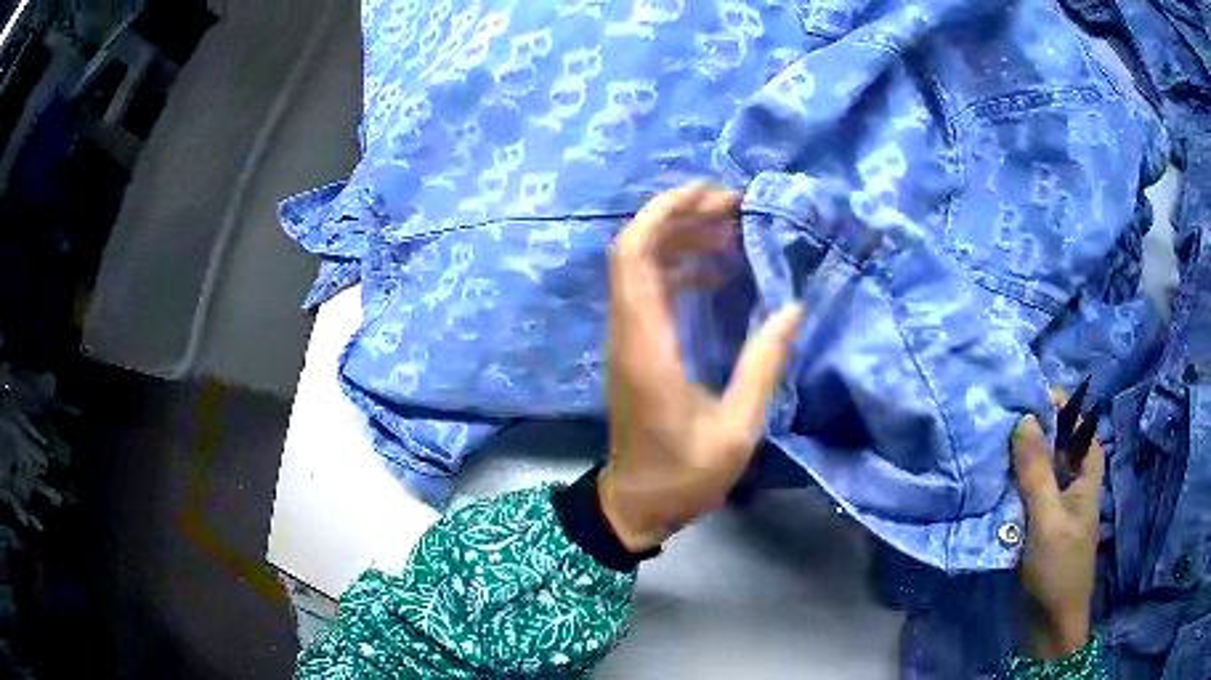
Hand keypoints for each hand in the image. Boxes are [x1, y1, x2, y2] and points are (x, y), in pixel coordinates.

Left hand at [599, 183, 805, 552]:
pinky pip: (653, 291)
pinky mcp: (638, 348)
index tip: (709, 196)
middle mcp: (629, 332)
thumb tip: (792, 308)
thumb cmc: (683, 476)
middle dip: (681, 217)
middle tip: (734, 208)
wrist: (636, 504)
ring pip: (644, 267)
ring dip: (683, 240)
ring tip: (734, 231)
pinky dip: (683, 269)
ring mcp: (629, 338)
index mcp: (646, 347)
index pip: (633, 257)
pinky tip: (720, 271)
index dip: (663, 214)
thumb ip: (763, 367)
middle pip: (636, 250)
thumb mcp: (736, 431)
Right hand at [1012, 400, 1104, 659]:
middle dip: (1031, 428)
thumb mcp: (1049, 521)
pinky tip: (988, 480)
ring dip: (1016, 458)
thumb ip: (1038, 473)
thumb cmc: (1059, 570)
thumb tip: (1023, 420)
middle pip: (1055, 443)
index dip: (1058, 404)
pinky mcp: (1035, 524)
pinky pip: (1023, 494)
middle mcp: (1071, 481)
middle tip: (998, 415)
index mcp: (1086, 473)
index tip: (1026, 393)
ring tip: (987, 442)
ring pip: (1036, 469)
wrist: (1048, 625)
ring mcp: (1053, 504)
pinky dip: (1008, 485)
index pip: (1078, 423)